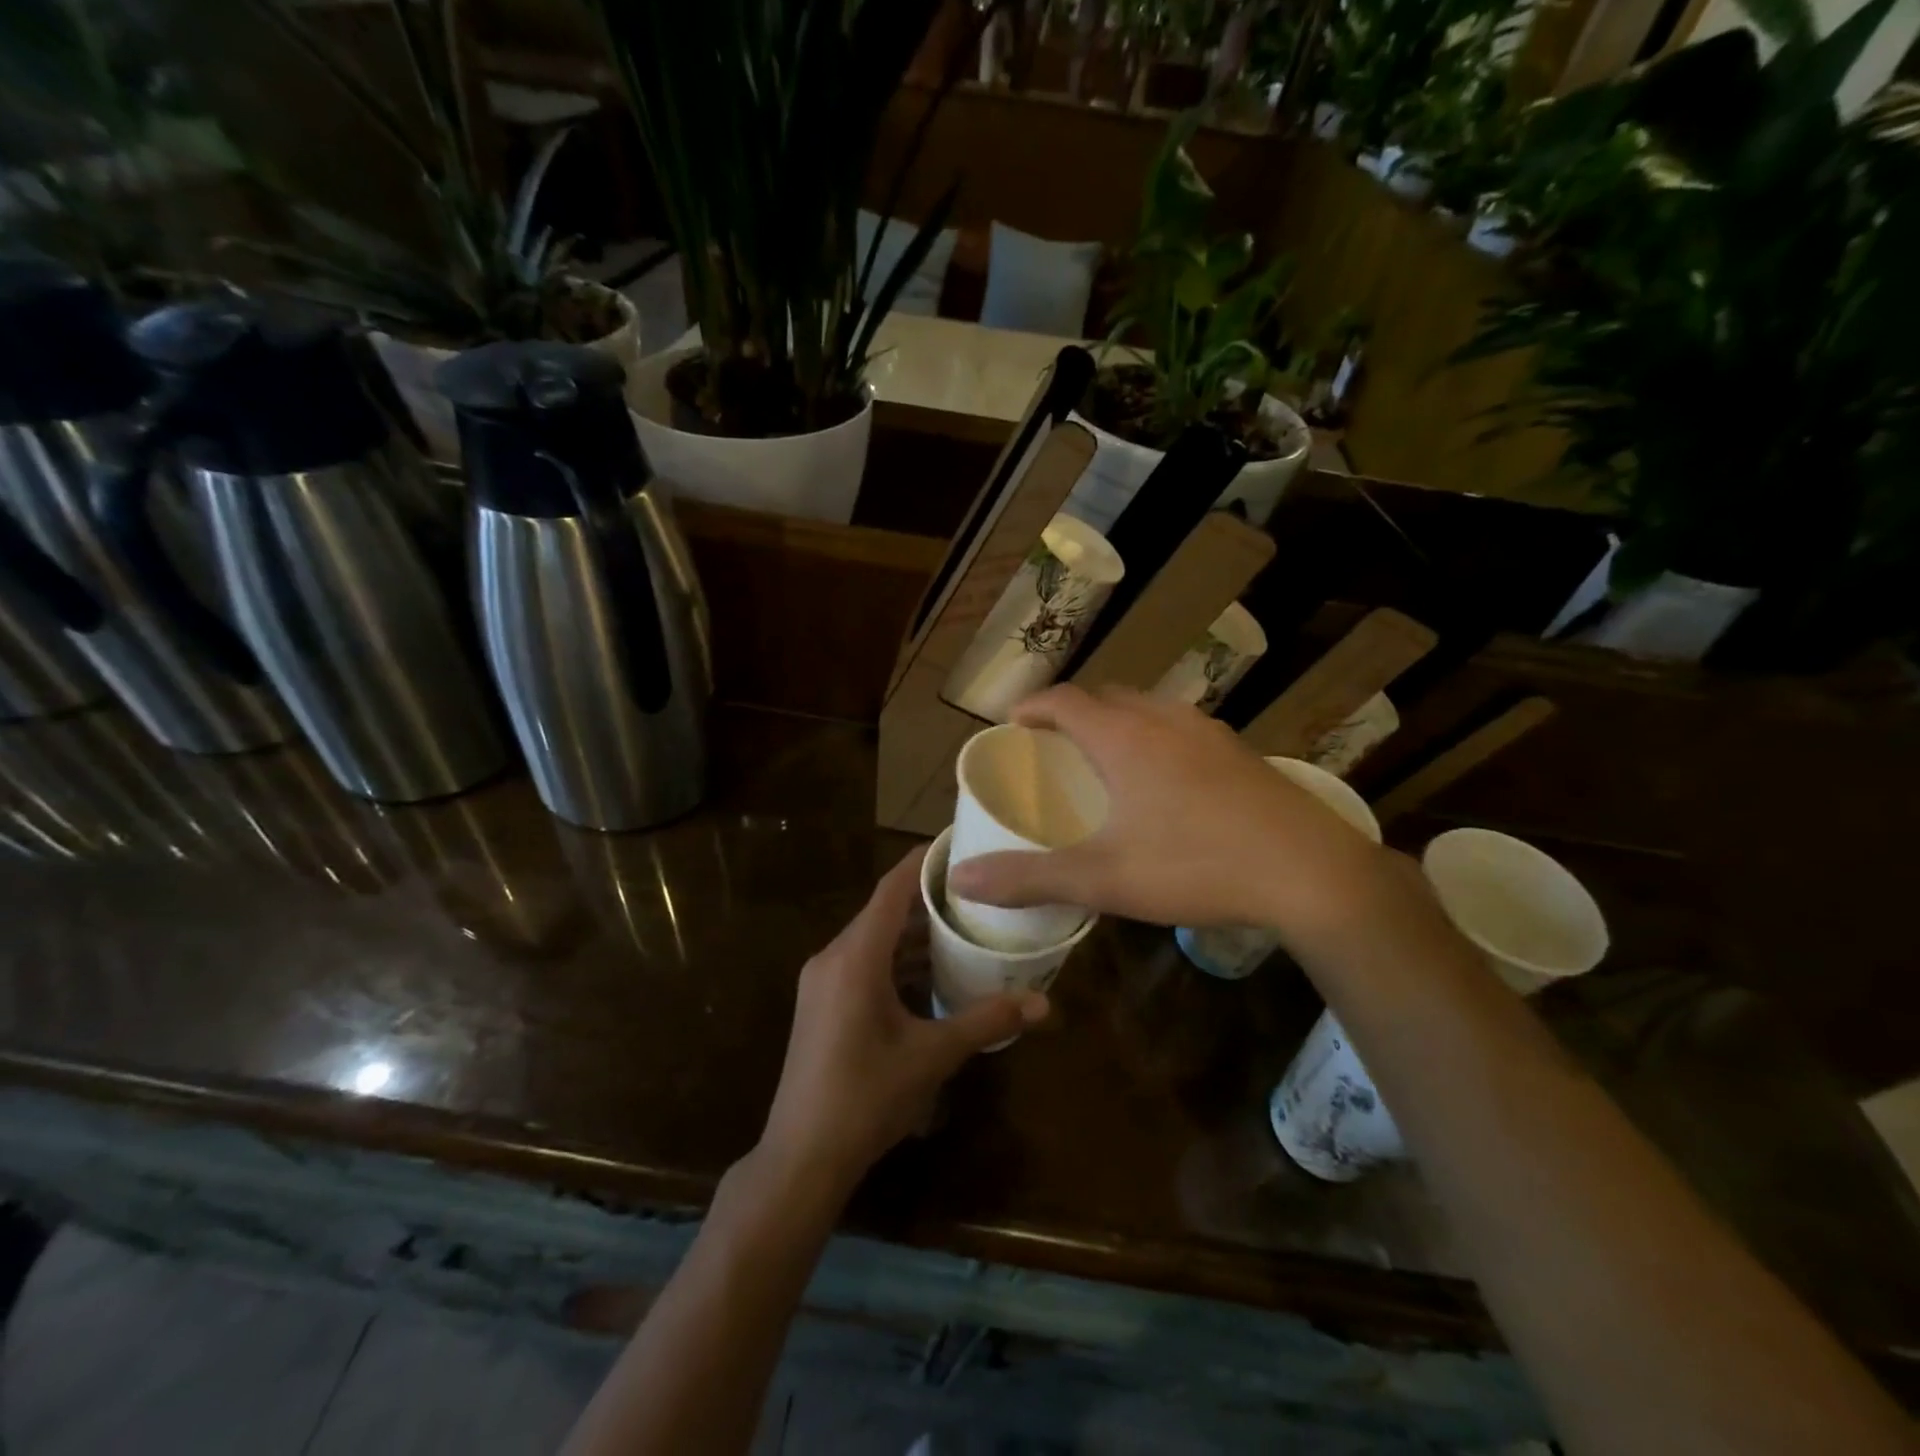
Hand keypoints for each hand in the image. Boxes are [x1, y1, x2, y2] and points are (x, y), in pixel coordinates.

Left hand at [759, 846, 1046, 1200]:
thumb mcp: (932, 1056)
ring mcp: (822, 981)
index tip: (957, 844)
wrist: (801, 1157)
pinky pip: (863, 963)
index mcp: (855, 958)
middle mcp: (833, 958)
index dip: (922, 862)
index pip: (891, 889)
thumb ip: (986, 1022)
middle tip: (976, 889)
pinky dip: (896, 960)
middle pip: (883, 911)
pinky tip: (931, 972)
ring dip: (913, 933)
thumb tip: (1044, 1005)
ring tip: (963, 925)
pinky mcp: (821, 1003)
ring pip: (873, 939)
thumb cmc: (865, 1098)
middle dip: (927, 899)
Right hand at [946, 685, 1393, 943]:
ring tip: (1106, 758)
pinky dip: (1156, 738)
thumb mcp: (1104, 879)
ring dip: (1119, 722)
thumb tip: (962, 880)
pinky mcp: (1242, 753)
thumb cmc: (1196, 866)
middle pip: (1108, 696)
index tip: (1013, 723)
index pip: (1065, 700)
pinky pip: (1183, 728)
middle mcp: (1165, 721)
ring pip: (1150, 709)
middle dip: (1074, 712)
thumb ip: (1030, 878)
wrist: (1312, 873)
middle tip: (1055, 745)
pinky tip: (1167, 782)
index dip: (1033, 706)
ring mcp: (1210, 733)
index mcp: (1125, 738)